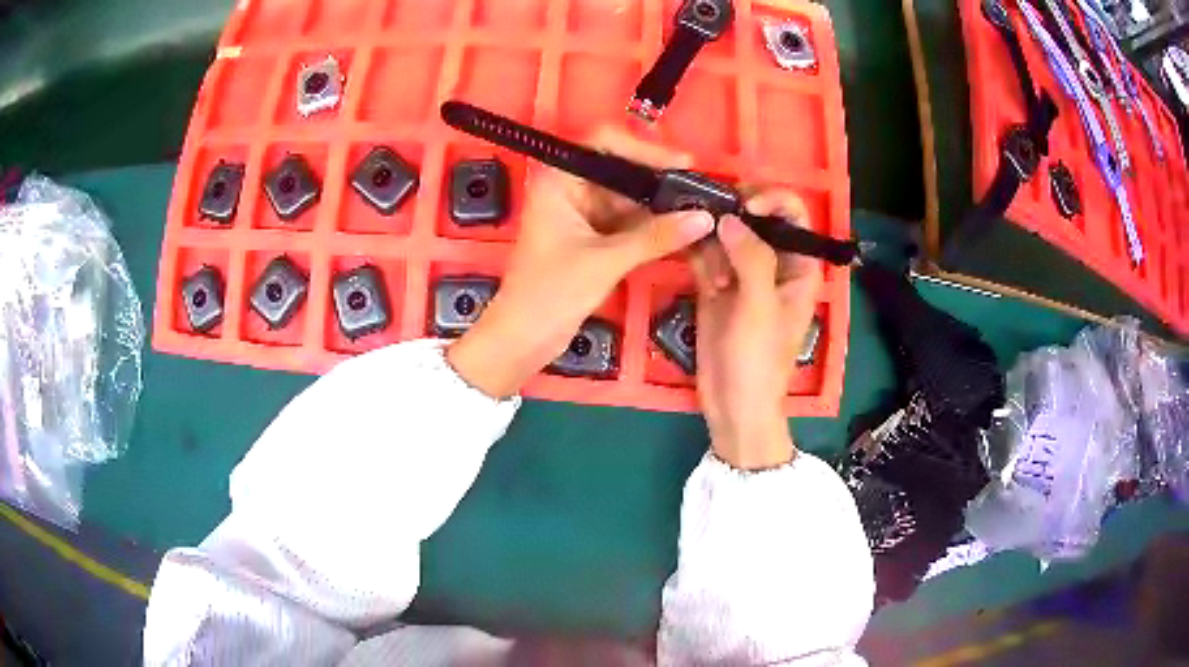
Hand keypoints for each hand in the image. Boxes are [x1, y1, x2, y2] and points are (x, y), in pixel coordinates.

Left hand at [448, 128, 715, 398]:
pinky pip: (627, 222)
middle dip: (658, 180)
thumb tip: (704, 218)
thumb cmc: (550, 293)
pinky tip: (681, 230)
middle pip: (621, 170)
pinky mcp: (591, 238)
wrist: (523, 339)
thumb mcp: (605, 261)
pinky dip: (651, 226)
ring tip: (698, 209)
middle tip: (699, 189)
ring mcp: (581, 214)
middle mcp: (569, 189)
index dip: (644, 148)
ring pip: (627, 198)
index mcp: (559, 181)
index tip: (682, 163)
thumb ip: (656, 237)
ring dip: (659, 205)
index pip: (604, 143)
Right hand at [691, 189, 822, 468]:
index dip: (772, 201)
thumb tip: (730, 218)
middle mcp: (771, 263)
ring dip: (710, 231)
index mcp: (798, 267)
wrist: (733, 404)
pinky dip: (694, 246)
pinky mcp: (715, 286)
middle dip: (733, 210)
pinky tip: (682, 243)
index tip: (745, 208)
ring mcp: (741, 273)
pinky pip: (705, 255)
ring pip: (726, 233)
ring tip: (699, 244)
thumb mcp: (760, 309)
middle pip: (755, 217)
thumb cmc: (759, 360)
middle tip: (708, 213)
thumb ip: (751, 259)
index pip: (793, 215)